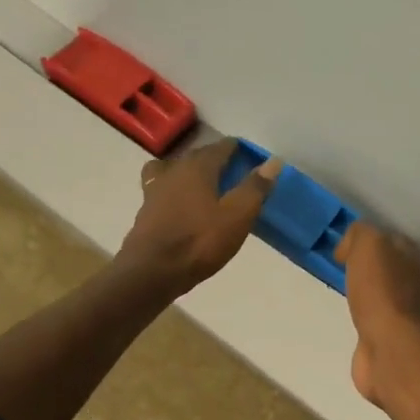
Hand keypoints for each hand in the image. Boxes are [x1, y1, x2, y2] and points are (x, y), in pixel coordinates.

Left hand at [117, 139, 281, 295]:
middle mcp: (174, 170)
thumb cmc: (199, 242)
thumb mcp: (237, 216)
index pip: (220, 147)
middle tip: (233, 170)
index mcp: (198, 167)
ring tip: (204, 184)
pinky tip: (181, 203)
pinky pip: (163, 188)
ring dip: (191, 171)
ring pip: (175, 169)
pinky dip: (175, 189)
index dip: (236, 149)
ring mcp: (155, 189)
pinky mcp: (145, 210)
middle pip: (197, 155)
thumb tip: (273, 161)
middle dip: (215, 158)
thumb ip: (255, 187)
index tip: (249, 155)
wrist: (152, 271)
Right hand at [334, 221, 419, 408]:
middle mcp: (413, 285)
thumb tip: (349, 247)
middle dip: (369, 268)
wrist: (389, 347)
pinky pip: (375, 320)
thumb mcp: (368, 245)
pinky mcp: (390, 340)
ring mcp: (404, 315)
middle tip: (342, 270)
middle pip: (389, 269)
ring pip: (382, 295)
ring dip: (367, 294)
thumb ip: (360, 235)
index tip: (342, 250)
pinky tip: (352, 318)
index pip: (391, 241)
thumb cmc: (380, 292)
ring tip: (345, 293)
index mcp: (411, 259)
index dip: (368, 241)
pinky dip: (364, 318)